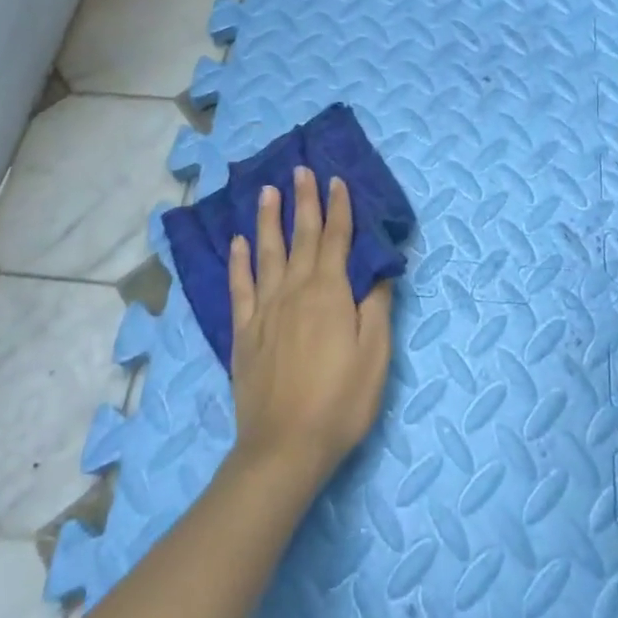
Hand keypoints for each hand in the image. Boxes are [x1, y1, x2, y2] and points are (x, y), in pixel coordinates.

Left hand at [226, 167, 393, 490]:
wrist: (285, 448)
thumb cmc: (341, 401)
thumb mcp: (375, 355)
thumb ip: (376, 306)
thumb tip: (379, 269)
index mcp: (330, 293)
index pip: (336, 239)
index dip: (339, 208)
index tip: (337, 180)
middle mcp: (295, 291)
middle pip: (301, 236)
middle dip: (304, 201)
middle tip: (301, 169)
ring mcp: (265, 310)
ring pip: (267, 252)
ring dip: (269, 219)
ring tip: (268, 191)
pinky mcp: (244, 332)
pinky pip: (240, 287)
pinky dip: (238, 261)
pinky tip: (238, 243)